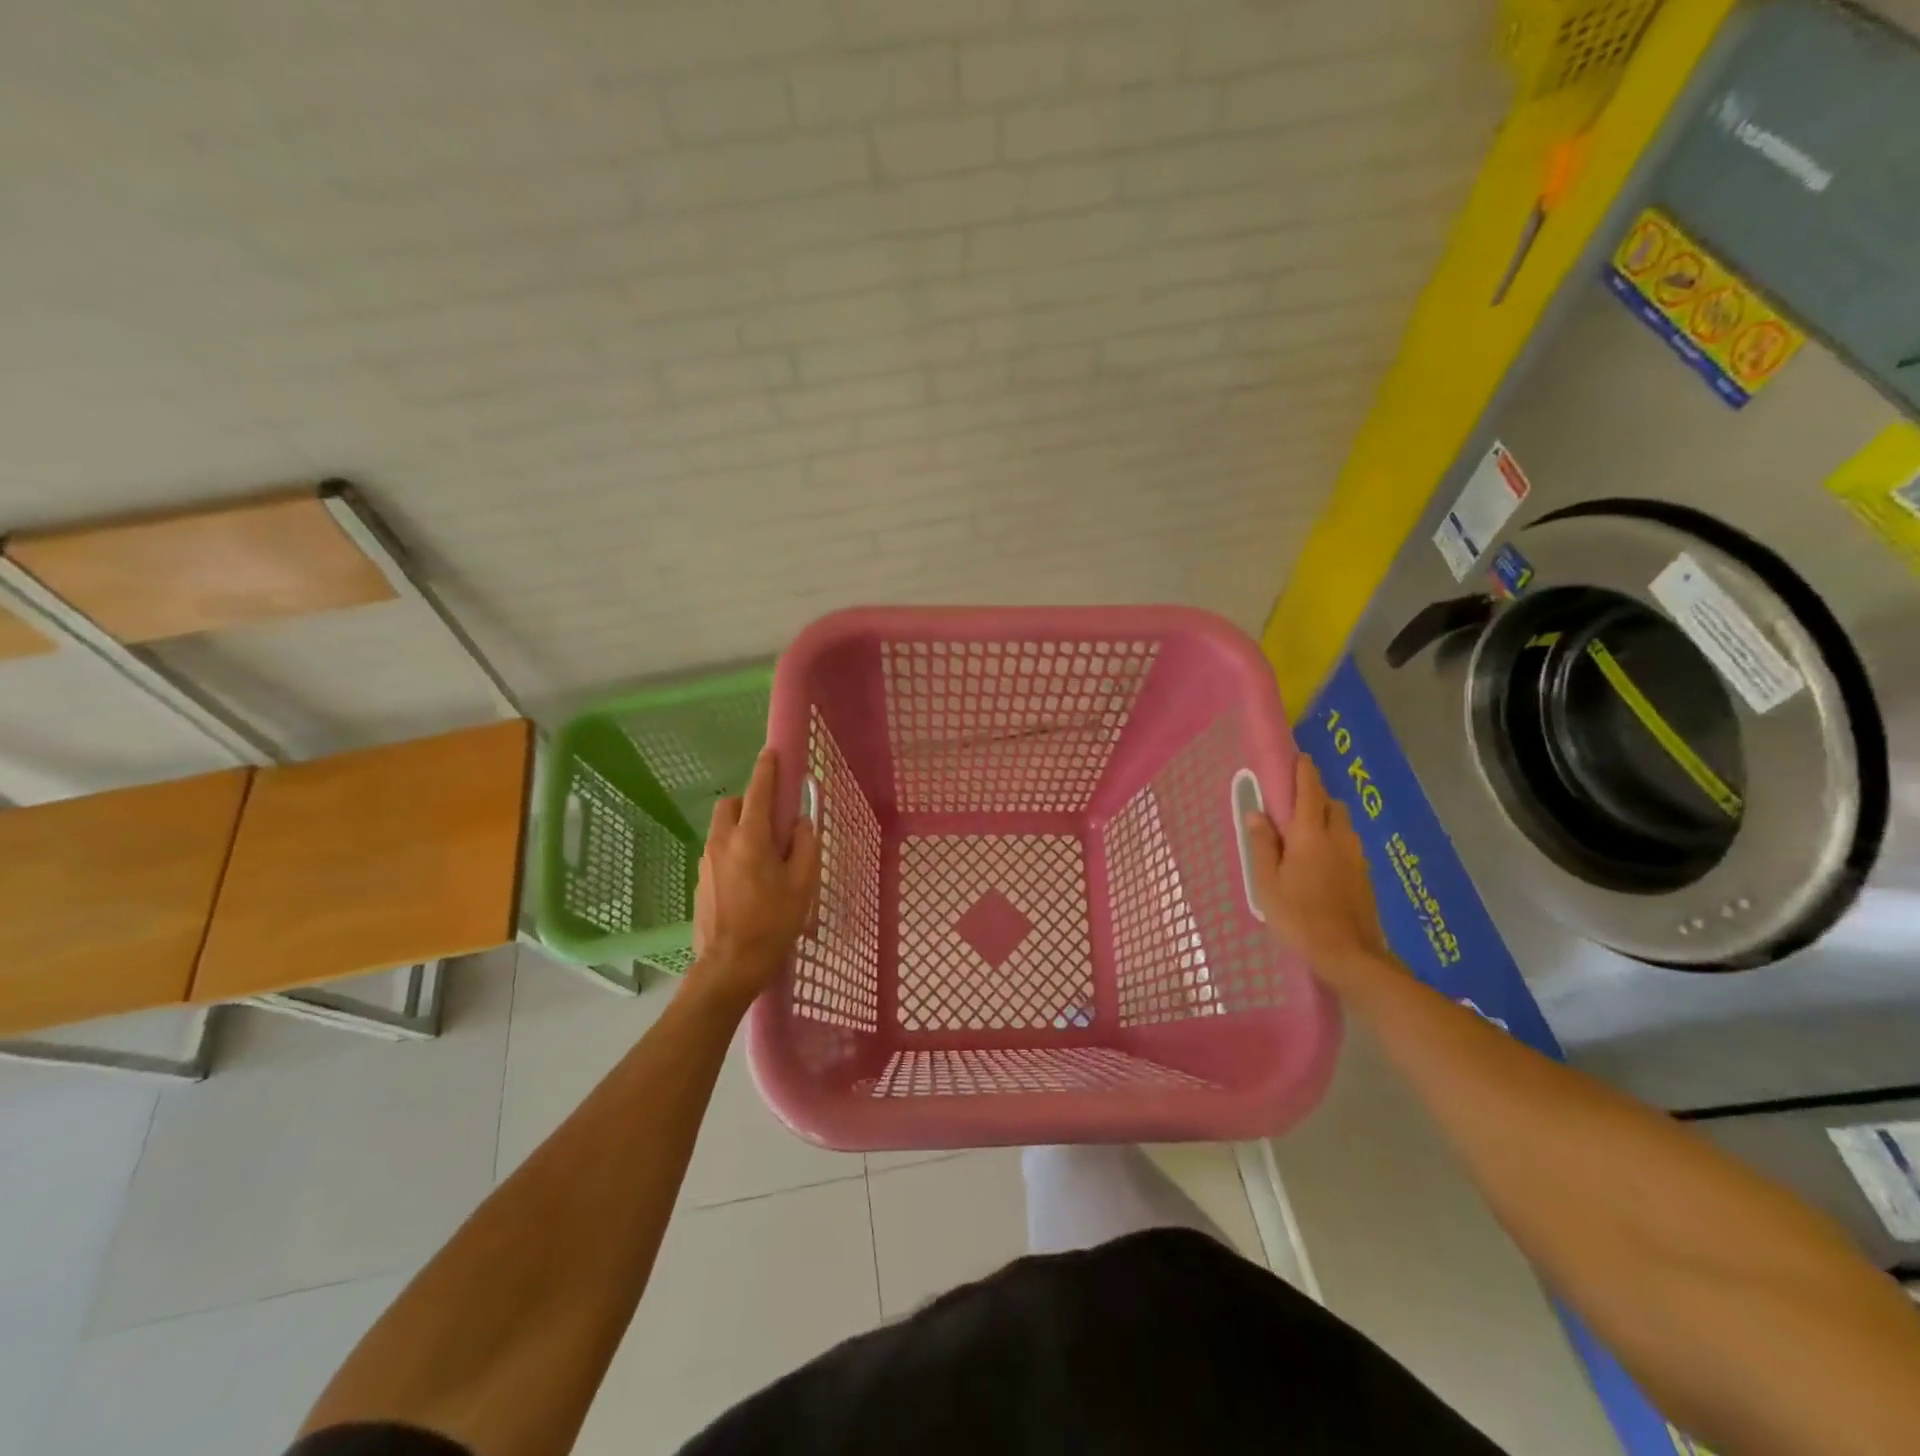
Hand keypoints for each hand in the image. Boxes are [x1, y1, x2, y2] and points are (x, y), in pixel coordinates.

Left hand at [687, 748, 819, 1013]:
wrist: (728, 967)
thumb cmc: (772, 924)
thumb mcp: (803, 884)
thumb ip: (805, 845)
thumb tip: (801, 823)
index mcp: (750, 838)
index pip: (758, 791)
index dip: (767, 769)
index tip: (773, 753)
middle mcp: (722, 842)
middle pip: (731, 804)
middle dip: (749, 801)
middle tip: (773, 822)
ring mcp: (706, 861)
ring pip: (722, 827)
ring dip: (741, 827)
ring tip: (765, 856)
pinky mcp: (700, 880)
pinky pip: (718, 850)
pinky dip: (733, 849)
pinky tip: (750, 879)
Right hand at [1242, 754, 1392, 988]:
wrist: (1349, 956)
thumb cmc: (1298, 916)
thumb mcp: (1267, 882)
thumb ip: (1262, 845)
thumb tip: (1256, 813)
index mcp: (1310, 835)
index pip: (1309, 792)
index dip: (1304, 772)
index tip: (1300, 757)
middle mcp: (1338, 839)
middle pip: (1332, 805)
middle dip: (1317, 796)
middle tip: (1296, 802)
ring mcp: (1356, 859)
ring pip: (1344, 826)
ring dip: (1328, 819)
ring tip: (1307, 834)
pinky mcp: (1365, 878)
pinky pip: (1349, 846)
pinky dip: (1336, 841)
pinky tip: (1323, 862)